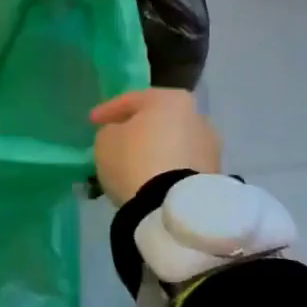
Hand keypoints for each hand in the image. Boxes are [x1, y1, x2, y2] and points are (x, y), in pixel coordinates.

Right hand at [90, 88, 220, 205]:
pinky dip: (167, 170)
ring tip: (134, 166)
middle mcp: (197, 116)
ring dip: (155, 152)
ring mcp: (210, 147)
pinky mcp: (215, 176)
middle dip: (138, 130)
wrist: (173, 208)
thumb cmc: (135, 160)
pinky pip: (182, 166)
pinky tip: (151, 180)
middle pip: (158, 121)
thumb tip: (122, 136)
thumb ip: (112, 131)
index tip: (92, 122)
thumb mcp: (105, 139)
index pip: (131, 100)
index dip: (108, 110)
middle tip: (116, 141)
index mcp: (170, 99)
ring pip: (172, 144)